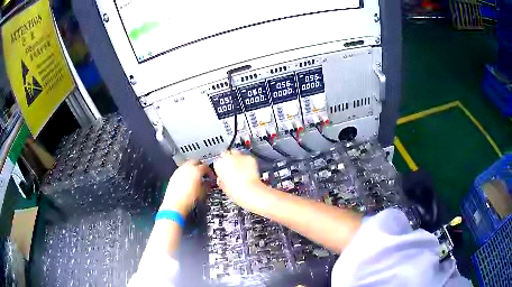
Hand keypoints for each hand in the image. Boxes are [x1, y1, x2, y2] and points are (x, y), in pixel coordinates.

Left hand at [160, 160, 212, 215]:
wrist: (175, 205)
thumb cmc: (188, 200)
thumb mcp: (203, 193)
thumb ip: (207, 185)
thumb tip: (208, 183)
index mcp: (196, 170)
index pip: (205, 166)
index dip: (210, 171)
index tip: (211, 176)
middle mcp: (187, 168)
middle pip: (195, 162)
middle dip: (200, 166)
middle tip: (204, 172)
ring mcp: (179, 171)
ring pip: (187, 165)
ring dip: (192, 168)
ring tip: (196, 176)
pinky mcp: (173, 176)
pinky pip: (181, 170)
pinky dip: (186, 173)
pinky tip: (188, 180)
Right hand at [213, 150, 264, 208]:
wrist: (250, 191)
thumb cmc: (236, 191)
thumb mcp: (223, 186)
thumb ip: (220, 179)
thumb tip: (221, 178)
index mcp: (219, 164)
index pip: (217, 160)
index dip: (221, 166)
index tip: (223, 170)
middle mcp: (228, 157)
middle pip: (226, 153)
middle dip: (228, 159)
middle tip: (232, 168)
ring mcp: (239, 156)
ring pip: (237, 153)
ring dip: (238, 159)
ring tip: (241, 169)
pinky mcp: (250, 158)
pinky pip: (247, 157)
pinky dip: (247, 162)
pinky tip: (248, 169)